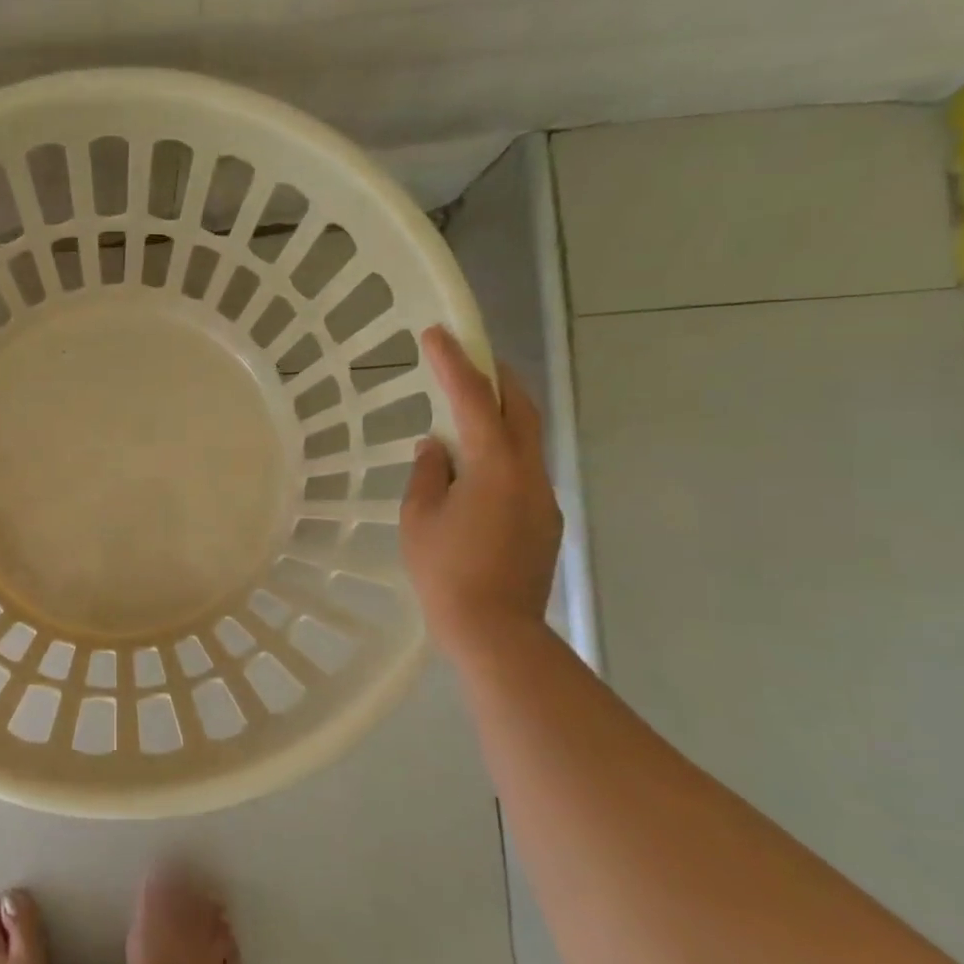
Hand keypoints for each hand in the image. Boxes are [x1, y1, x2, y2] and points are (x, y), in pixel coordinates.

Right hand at [399, 327, 562, 653]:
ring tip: (468, 415)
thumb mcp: (419, 518)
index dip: (453, 363)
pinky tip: (477, 473)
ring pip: (527, 439)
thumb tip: (437, 448)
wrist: (495, 630)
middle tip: (470, 360)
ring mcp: (542, 497)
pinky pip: (524, 470)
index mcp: (494, 465)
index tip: (437, 333)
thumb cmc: (445, 571)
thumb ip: (428, 473)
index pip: (473, 399)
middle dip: (496, 378)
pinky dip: (503, 453)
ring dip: (501, 416)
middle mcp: (528, 471)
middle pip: (519, 408)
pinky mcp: (544, 521)